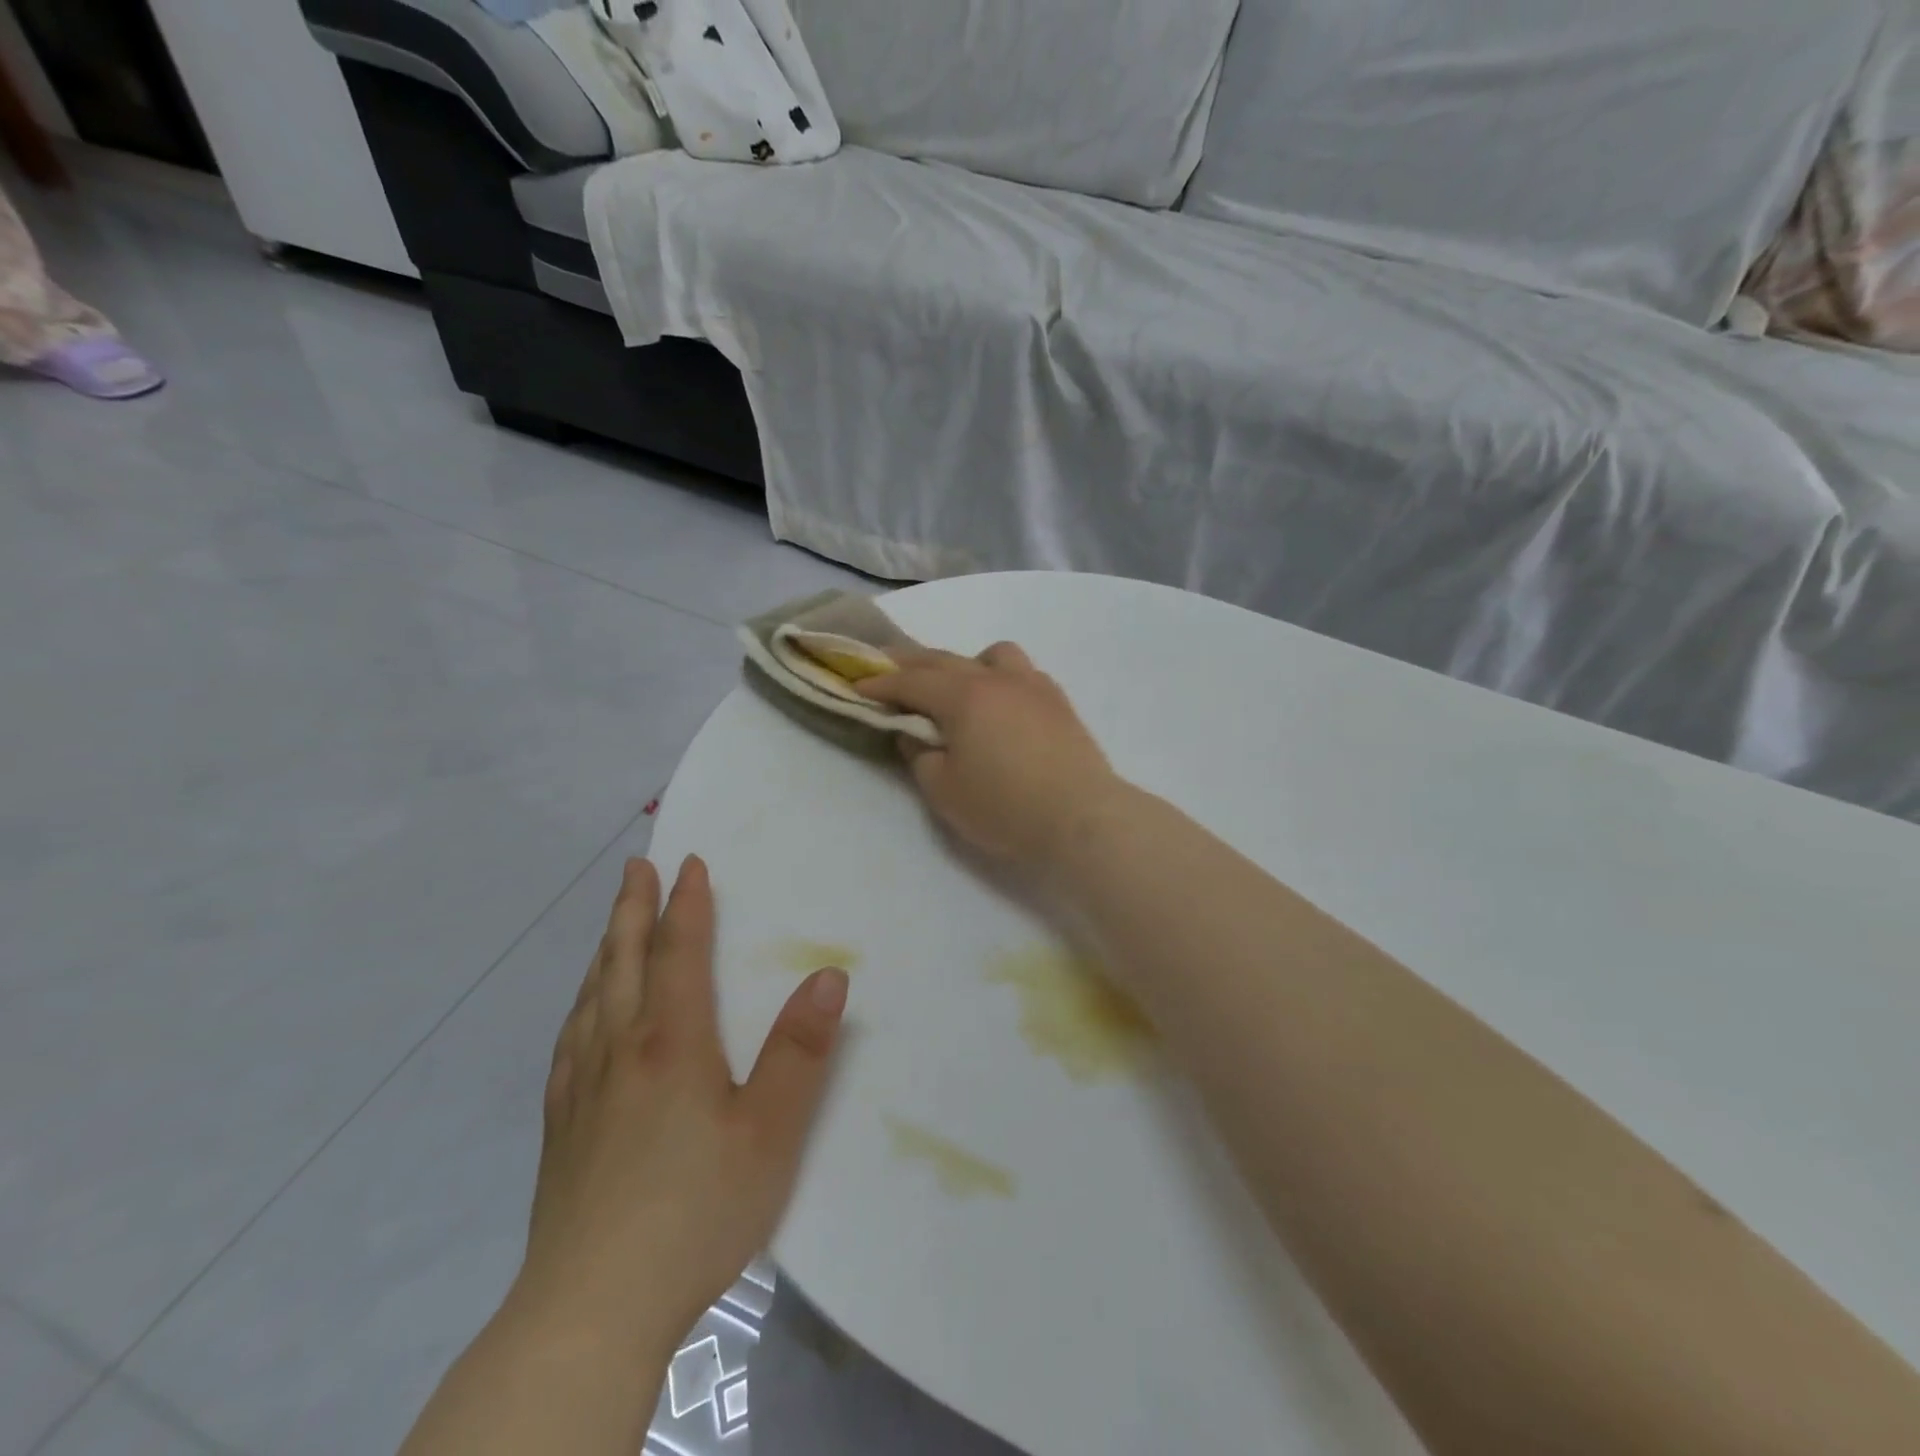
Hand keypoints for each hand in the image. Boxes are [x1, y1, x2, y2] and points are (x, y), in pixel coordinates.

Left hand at [514, 855, 848, 1356]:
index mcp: (672, 1042)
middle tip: (635, 867)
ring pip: (593, 997)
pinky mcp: (562, 1127)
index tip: (689, 863)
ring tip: (612, 925)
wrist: (591, 1310)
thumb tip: (828, 974)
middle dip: (632, 909)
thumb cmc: (696, 1211)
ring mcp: (583, 1088)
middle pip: (624, 962)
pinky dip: (581, 1005)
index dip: (687, 905)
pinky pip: (570, 1040)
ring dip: (605, 950)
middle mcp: (621, 1050)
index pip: (679, 954)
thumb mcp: (771, 1132)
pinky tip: (582, 1015)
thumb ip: (801, 1050)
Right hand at [858, 642, 1119, 871]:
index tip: (856, 686)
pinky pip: (1021, 671)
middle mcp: (996, 679)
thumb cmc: (1005, 807)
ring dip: (964, 663)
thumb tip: (915, 732)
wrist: (1082, 818)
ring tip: (956, 688)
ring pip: (992, 654)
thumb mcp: (944, 790)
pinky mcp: (1058, 701)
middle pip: (944, 659)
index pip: (911, 680)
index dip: (880, 683)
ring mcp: (1032, 685)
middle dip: (910, 663)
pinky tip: (1000, 703)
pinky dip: (999, 677)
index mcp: (963, 696)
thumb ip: (920, 755)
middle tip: (885, 668)